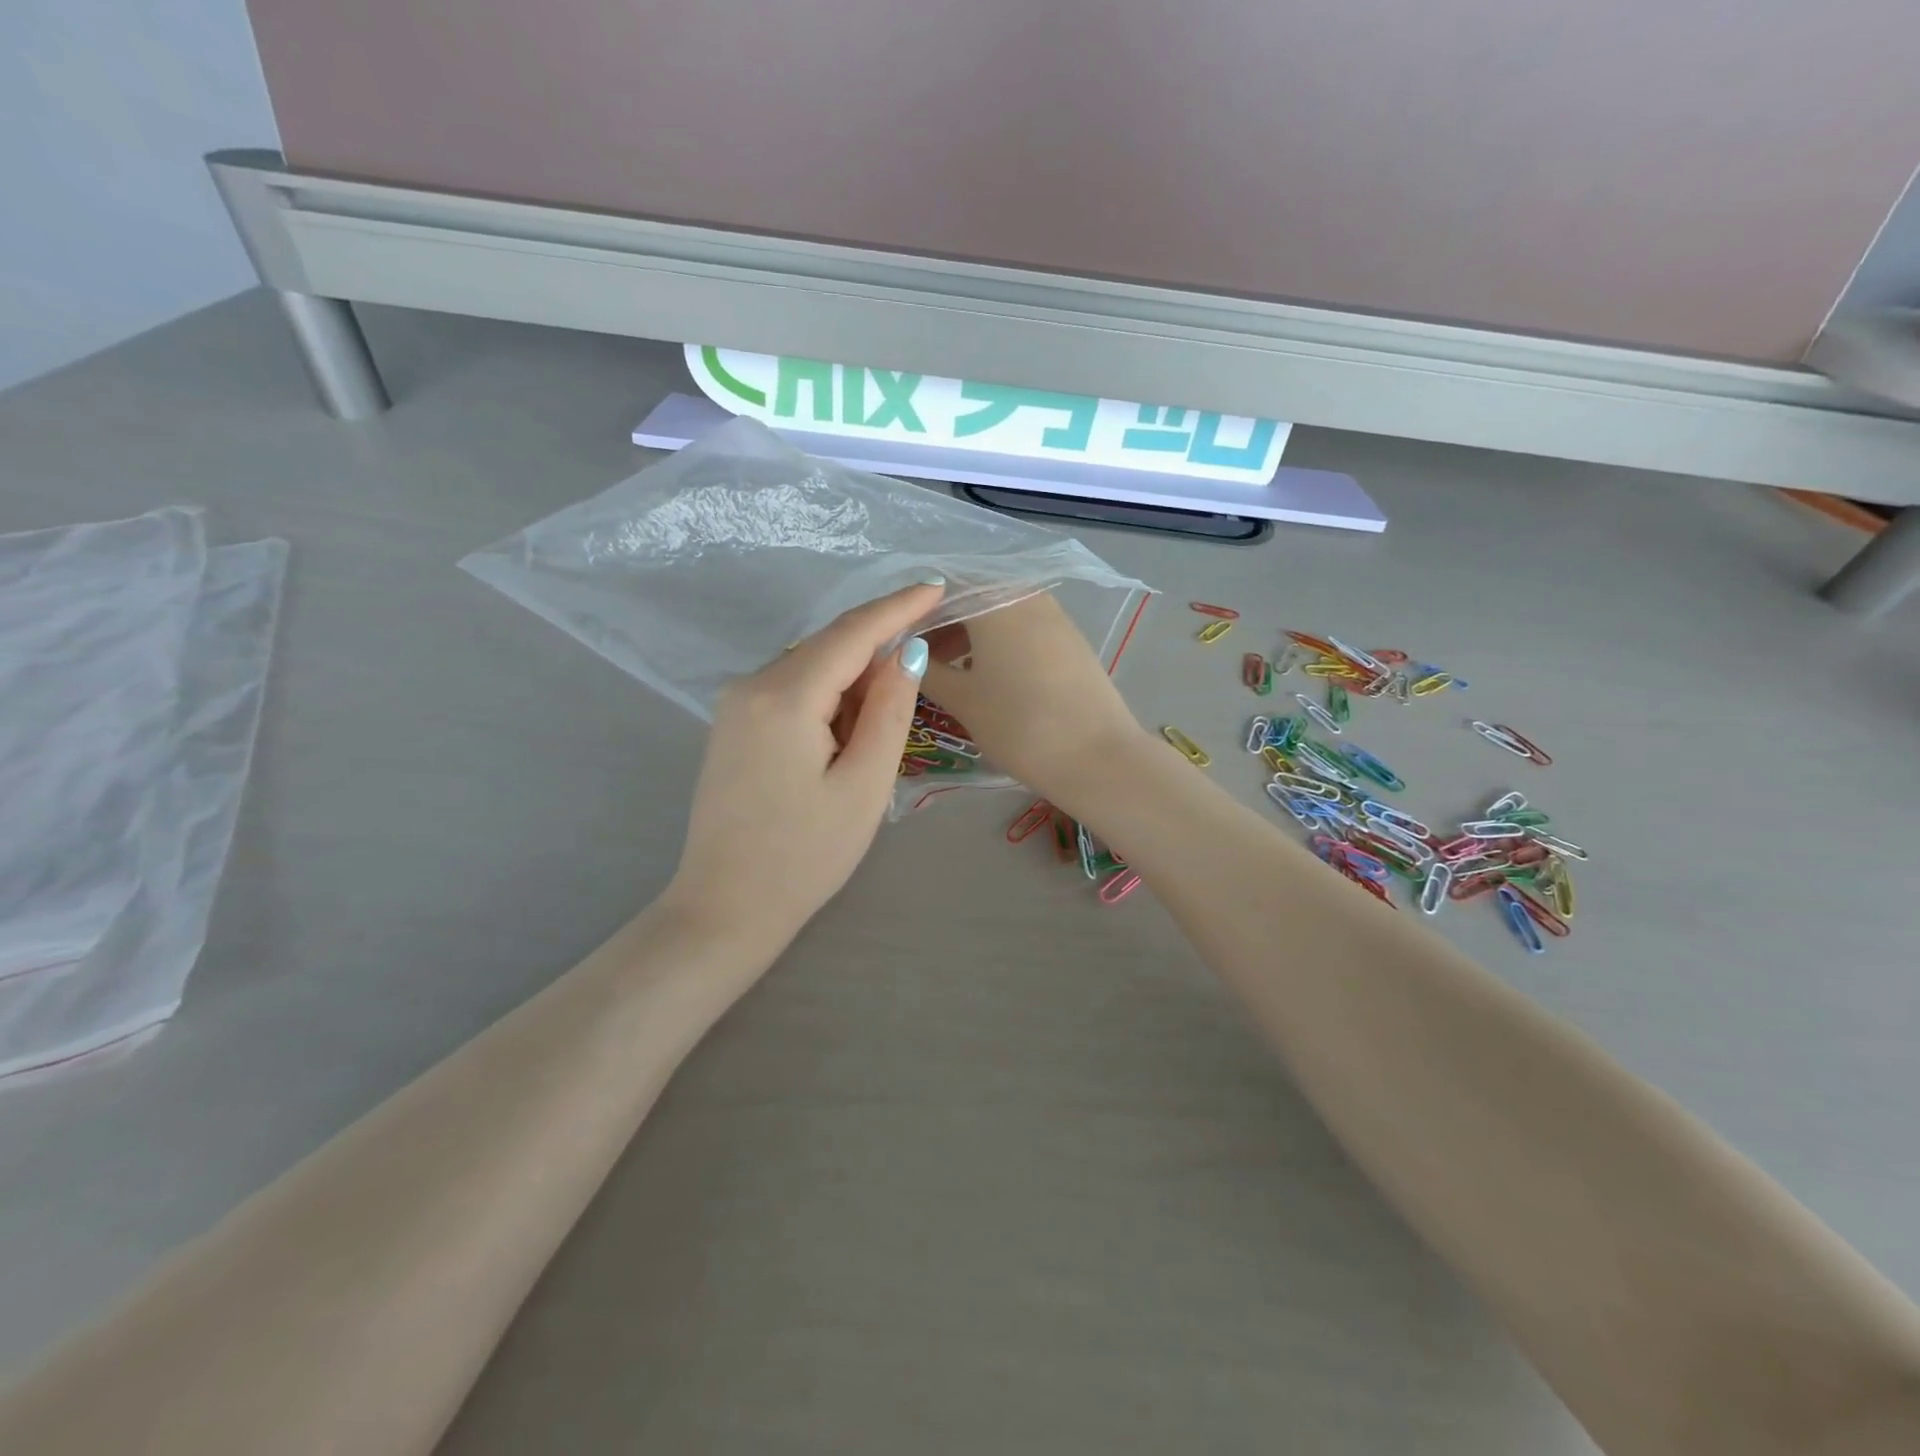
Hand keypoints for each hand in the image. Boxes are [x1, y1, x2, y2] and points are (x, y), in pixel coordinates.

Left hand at [667, 580, 941, 943]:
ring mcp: (734, 704)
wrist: (726, 907)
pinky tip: (846, 732)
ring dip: (854, 679)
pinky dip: (827, 697)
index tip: (937, 586)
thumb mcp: (865, 785)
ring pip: (810, 667)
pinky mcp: (732, 724)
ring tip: (885, 723)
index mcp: (784, 696)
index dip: (898, 608)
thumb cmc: (806, 856)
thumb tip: (907, 652)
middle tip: (927, 658)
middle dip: (878, 647)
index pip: (852, 633)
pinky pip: (791, 690)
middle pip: (828, 646)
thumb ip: (889, 711)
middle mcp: (750, 684)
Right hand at [920, 592, 1147, 804]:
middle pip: (971, 596)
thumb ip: (926, 669)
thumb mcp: (962, 699)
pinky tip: (985, 676)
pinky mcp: (1070, 639)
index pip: (940, 587)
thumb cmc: (1019, 724)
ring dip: (967, 634)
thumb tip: (904, 652)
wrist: (1097, 757)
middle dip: (940, 623)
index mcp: (994, 599)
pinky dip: (996, 643)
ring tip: (947, 672)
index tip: (895, 641)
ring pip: (997, 612)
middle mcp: (1026, 595)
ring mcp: (1054, 615)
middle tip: (918, 659)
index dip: (913, 612)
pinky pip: (1021, 627)